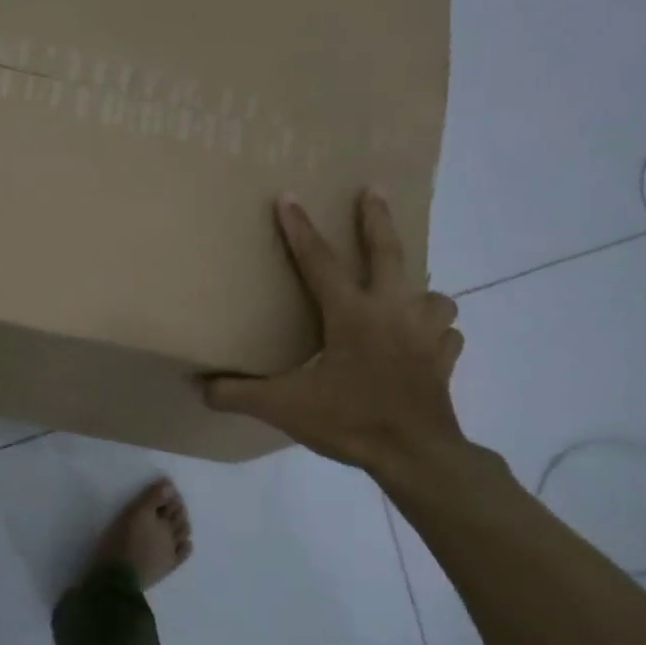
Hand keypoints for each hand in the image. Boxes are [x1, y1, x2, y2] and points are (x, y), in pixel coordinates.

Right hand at [206, 190, 465, 478]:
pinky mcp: (443, 361)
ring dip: (419, 289)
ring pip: (433, 295)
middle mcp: (393, 313)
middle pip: (389, 253)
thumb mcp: (282, 407)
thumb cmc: (349, 420)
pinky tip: (425, 340)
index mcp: (352, 315)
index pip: (320, 263)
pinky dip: (436, 331)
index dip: (300, 230)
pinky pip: (446, 334)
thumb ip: (237, 394)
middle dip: (377, 220)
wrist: (415, 454)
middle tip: (374, 190)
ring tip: (406, 292)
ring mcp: (425, 335)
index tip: (288, 197)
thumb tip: (199, 386)